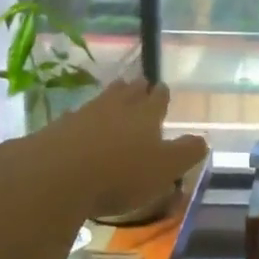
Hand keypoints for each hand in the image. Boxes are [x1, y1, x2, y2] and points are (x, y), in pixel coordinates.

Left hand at [29, 81, 208, 220]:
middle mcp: (116, 108)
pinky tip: (80, 124)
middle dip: (135, 88)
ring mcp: (83, 115)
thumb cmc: (121, 173)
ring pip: (102, 100)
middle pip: (128, 92)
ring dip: (110, 97)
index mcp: (146, 116)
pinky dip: (83, 119)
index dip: (161, 95)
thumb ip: (186, 153)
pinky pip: (76, 118)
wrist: (56, 175)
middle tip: (138, 83)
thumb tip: (203, 139)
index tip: (162, 88)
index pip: (157, 99)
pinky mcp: (57, 130)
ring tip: (114, 93)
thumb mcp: (166, 168)